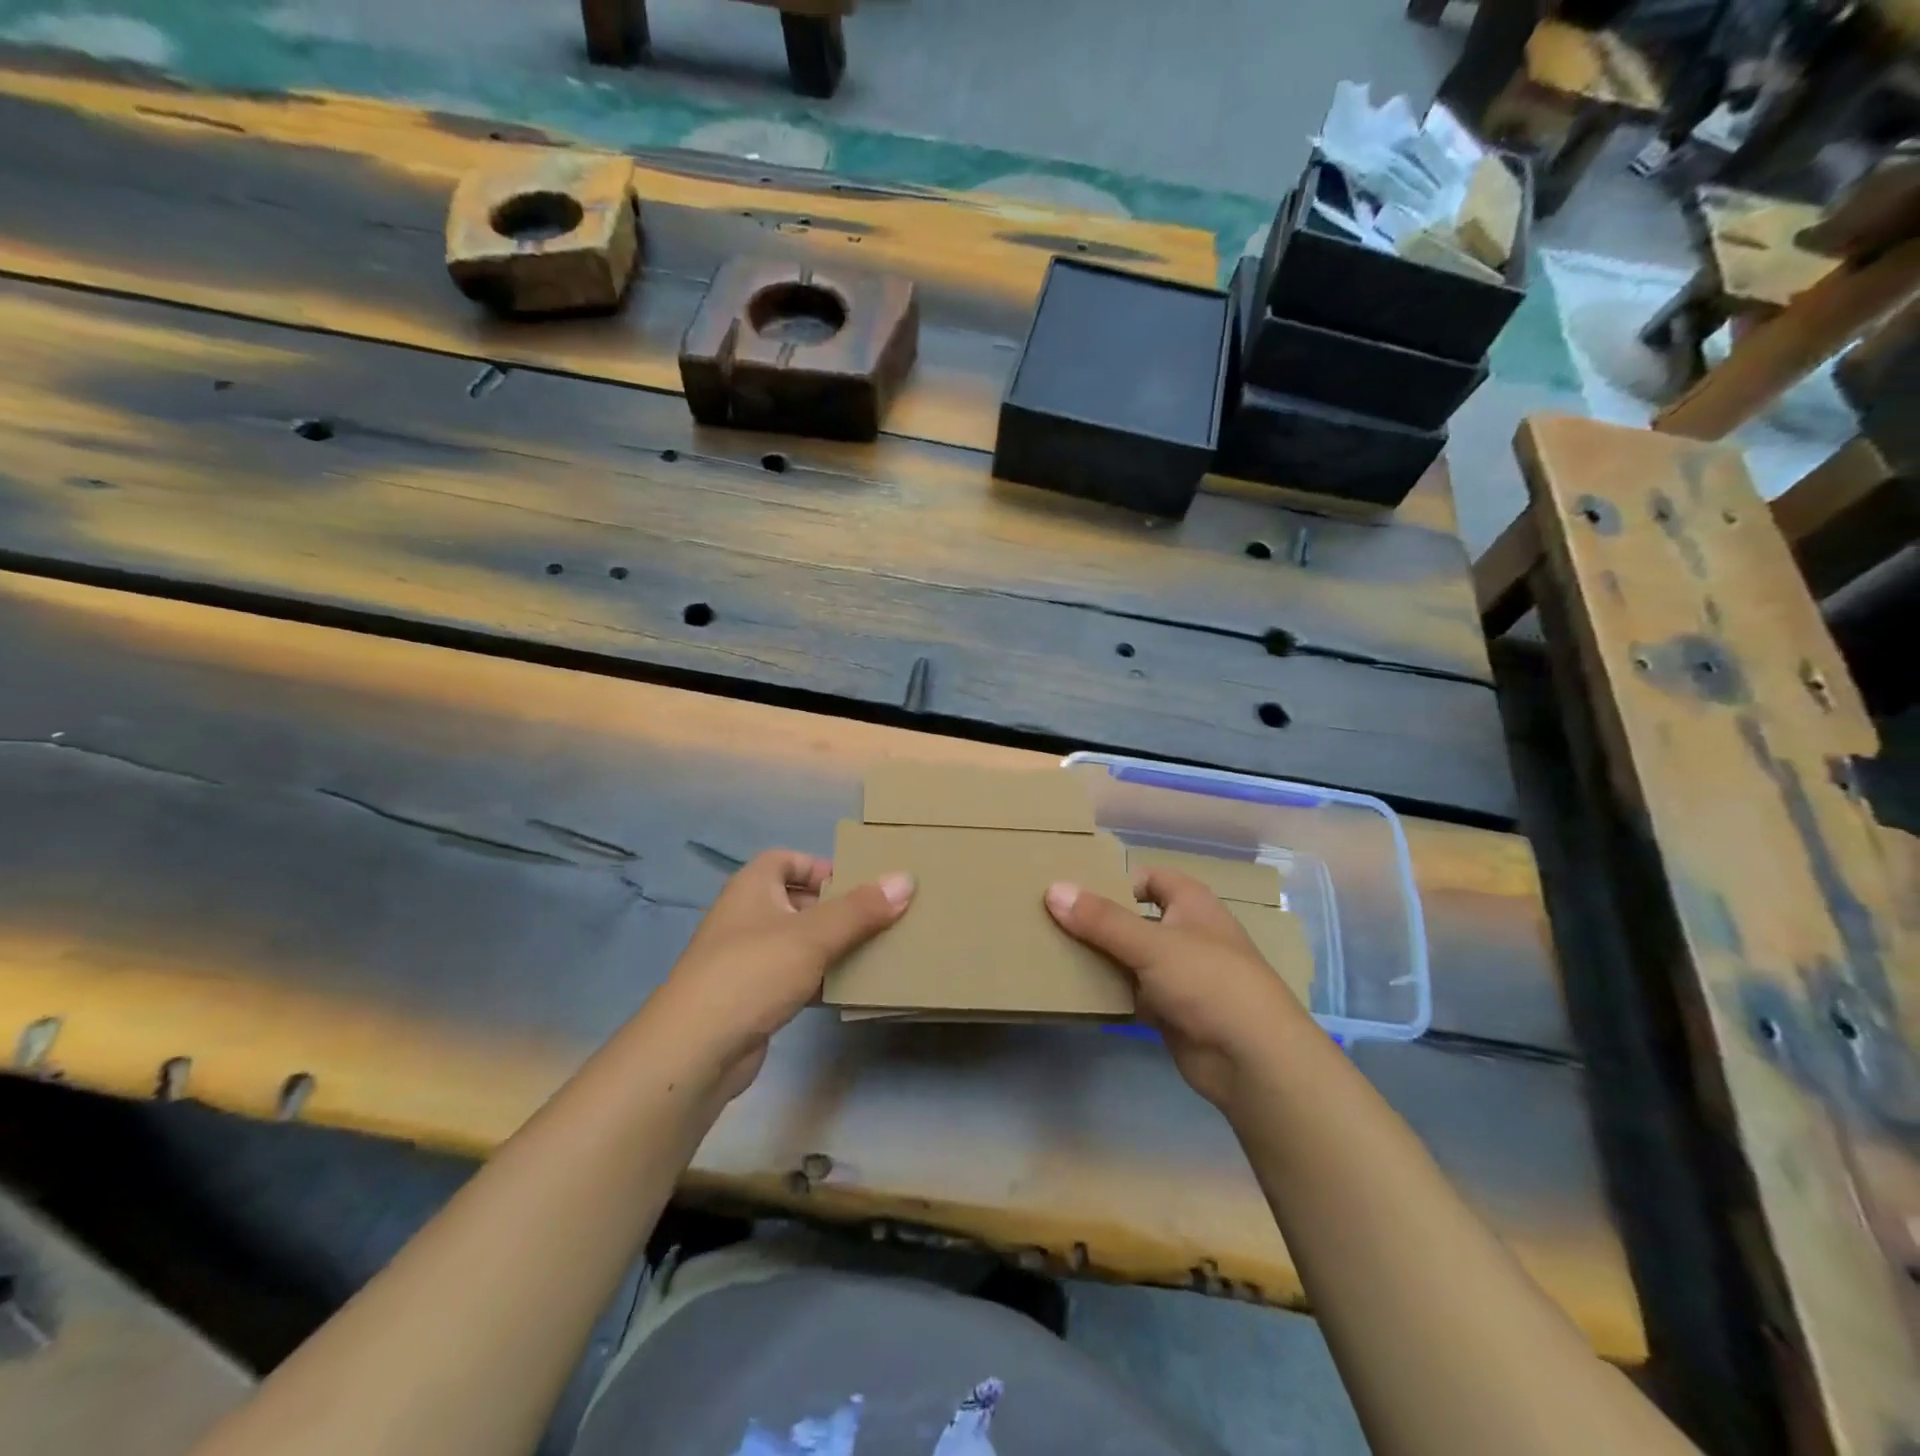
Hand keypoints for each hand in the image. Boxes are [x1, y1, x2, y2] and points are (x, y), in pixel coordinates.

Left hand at [649, 850, 912, 1101]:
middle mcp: (747, 916)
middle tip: (878, 918)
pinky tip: (850, 988)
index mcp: (753, 887)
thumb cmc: (753, 972)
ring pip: (799, 942)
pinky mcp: (753, 998)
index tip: (857, 883)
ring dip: (832, 946)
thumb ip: (861, 909)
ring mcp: (747, 959)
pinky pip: (795, 977)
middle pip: (797, 900)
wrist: (696, 1050)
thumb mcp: (813, 935)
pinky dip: (820, 979)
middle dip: (836, 908)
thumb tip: (906, 879)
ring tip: (876, 951)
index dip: (819, 866)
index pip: (786, 859)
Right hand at [1045, 868, 1313, 1110]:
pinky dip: (1109, 991)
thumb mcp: (1151, 943)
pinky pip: (1131, 992)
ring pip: (1129, 957)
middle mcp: (1186, 933)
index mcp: (1191, 904)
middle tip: (1050, 919)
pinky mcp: (1171, 1011)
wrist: (1252, 1059)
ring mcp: (1179, 974)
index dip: (1116, 880)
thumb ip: (1101, 919)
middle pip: (1134, 918)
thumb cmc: (1208, 981)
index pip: (1149, 878)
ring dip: (1100, 957)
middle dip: (1098, 920)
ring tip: (1052, 952)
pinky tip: (1075, 991)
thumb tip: (1052, 889)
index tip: (1073, 889)